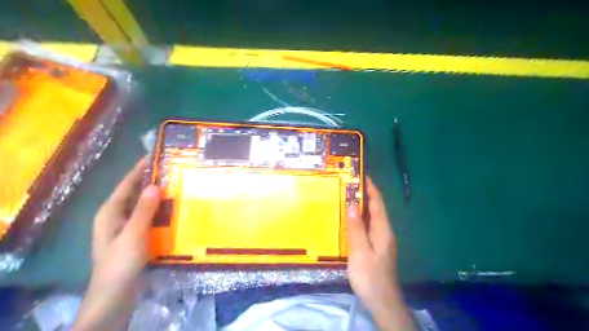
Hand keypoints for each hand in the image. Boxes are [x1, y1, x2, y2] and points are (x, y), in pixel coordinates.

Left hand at [73, 158, 161, 330]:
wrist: (116, 293)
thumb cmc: (121, 262)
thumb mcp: (133, 234)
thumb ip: (144, 210)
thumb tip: (155, 185)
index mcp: (110, 212)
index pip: (126, 184)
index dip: (139, 169)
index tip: (155, 156)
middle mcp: (116, 216)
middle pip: (134, 192)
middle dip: (150, 180)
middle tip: (172, 170)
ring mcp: (126, 227)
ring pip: (142, 204)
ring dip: (156, 195)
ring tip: (176, 185)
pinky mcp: (135, 236)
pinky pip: (147, 216)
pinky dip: (158, 210)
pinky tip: (173, 209)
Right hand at [346, 178, 415, 330]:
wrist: (382, 301)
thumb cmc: (370, 275)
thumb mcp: (360, 251)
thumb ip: (356, 228)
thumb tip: (352, 204)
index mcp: (383, 230)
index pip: (378, 204)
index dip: (371, 189)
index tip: (362, 175)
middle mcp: (385, 232)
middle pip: (376, 209)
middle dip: (366, 195)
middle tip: (351, 185)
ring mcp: (382, 241)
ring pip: (372, 218)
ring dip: (362, 207)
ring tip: (349, 198)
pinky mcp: (377, 248)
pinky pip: (369, 228)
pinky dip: (361, 219)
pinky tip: (351, 221)